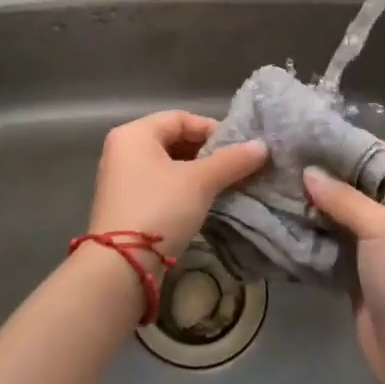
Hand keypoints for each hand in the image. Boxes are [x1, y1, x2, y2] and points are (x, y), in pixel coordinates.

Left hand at [86, 111, 268, 261]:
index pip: (180, 118)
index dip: (212, 129)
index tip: (239, 147)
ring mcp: (121, 179)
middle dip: (207, 152)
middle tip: (236, 166)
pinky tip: (205, 202)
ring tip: (226, 184)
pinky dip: (183, 189)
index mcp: (134, 134)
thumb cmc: (159, 208)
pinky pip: (160, 185)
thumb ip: (231, 160)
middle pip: (173, 140)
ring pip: (168, 165)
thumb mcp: (200, 181)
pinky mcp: (126, 205)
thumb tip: (262, 146)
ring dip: (198, 172)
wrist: (121, 265)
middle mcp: (123, 150)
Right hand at [305, 146, 384, 383]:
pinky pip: (341, 240)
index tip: (329, 143)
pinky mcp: (365, 270)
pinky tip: (294, 218)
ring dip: (325, 202)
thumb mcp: (381, 229)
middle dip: (339, 174)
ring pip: (353, 213)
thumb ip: (344, 198)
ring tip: (290, 185)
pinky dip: (320, 230)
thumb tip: (308, 173)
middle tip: (300, 161)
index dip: (369, 147)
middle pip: (372, 184)